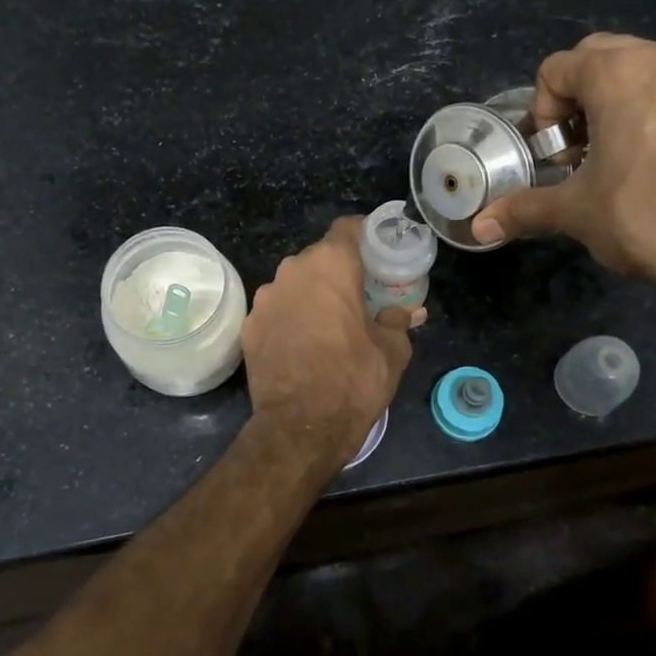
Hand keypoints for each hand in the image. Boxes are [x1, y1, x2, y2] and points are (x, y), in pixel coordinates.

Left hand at [242, 217, 420, 464]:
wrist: (300, 427)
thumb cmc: (354, 380)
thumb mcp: (392, 351)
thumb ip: (398, 321)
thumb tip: (407, 312)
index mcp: (331, 265)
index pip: (348, 228)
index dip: (365, 234)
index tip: (378, 251)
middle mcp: (293, 271)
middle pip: (319, 257)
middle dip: (339, 271)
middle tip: (359, 294)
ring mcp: (265, 298)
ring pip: (295, 283)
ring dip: (312, 295)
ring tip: (330, 323)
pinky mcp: (249, 326)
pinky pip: (276, 310)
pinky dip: (290, 318)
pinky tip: (303, 344)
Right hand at [471, 34, 655, 286]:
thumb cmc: (646, 220)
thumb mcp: (576, 214)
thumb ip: (524, 209)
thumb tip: (480, 228)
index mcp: (621, 74)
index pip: (558, 66)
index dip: (544, 108)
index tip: (556, 152)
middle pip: (608, 57)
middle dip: (584, 96)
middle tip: (585, 147)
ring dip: (632, 100)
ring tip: (632, 155)